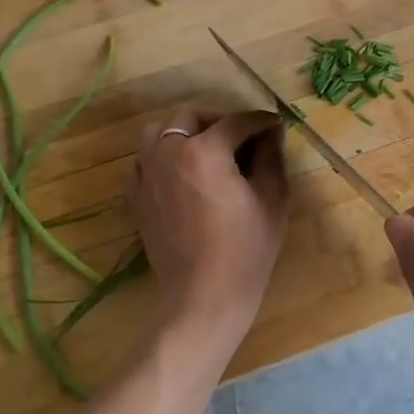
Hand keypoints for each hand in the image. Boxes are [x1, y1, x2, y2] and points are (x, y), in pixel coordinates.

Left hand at [126, 107, 288, 352]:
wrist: (204, 297)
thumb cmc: (246, 249)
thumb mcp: (272, 198)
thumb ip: (271, 156)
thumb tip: (272, 131)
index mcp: (205, 151)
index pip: (236, 122)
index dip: (260, 121)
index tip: (276, 126)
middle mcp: (169, 153)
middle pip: (189, 115)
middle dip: (218, 119)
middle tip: (241, 138)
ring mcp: (147, 175)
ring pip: (158, 131)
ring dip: (183, 131)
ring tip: (206, 149)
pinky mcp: (137, 197)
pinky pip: (143, 160)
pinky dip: (161, 156)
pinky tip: (181, 173)